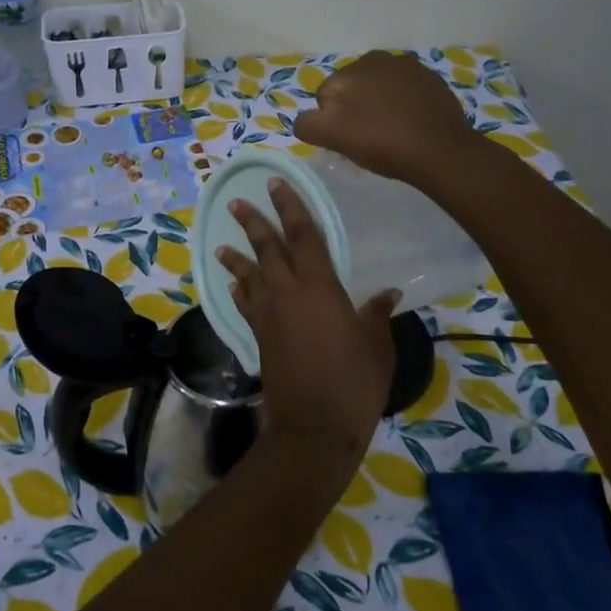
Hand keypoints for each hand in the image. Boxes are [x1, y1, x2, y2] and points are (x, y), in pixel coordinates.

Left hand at [214, 178, 399, 470]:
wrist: (314, 425)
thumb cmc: (353, 380)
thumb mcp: (376, 344)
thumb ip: (377, 315)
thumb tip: (387, 293)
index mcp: (319, 286)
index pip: (303, 235)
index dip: (290, 208)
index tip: (277, 185)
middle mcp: (287, 293)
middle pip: (267, 249)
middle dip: (253, 223)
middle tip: (238, 202)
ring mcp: (268, 315)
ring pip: (249, 275)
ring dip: (237, 257)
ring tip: (222, 244)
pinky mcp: (259, 337)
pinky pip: (246, 305)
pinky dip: (240, 292)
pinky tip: (234, 287)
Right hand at [293, 51, 475, 185]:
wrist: (442, 152)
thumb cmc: (382, 142)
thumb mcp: (333, 136)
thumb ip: (307, 124)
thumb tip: (305, 119)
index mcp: (352, 68)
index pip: (325, 95)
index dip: (331, 121)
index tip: (347, 140)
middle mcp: (379, 58)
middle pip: (352, 89)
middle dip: (354, 109)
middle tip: (366, 138)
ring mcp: (410, 67)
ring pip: (378, 89)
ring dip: (377, 106)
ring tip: (388, 133)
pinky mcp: (432, 81)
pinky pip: (404, 93)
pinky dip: (401, 106)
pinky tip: (408, 126)